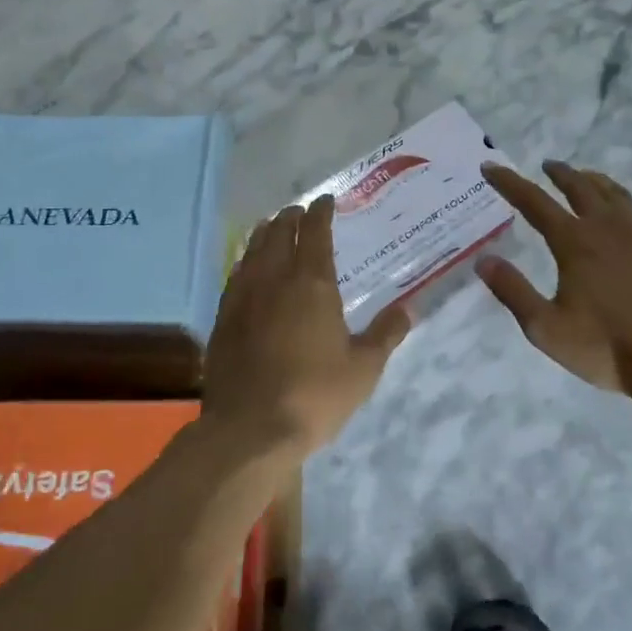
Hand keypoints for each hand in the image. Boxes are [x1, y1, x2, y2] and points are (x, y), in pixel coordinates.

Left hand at [203, 195, 410, 457]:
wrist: (250, 429)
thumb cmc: (315, 395)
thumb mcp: (364, 369)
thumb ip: (386, 334)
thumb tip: (408, 309)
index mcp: (312, 284)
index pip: (315, 233)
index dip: (321, 213)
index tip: (325, 201)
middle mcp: (274, 280)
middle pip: (280, 234)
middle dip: (290, 217)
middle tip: (299, 211)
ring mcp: (243, 298)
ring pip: (253, 251)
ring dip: (265, 234)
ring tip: (272, 227)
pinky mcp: (223, 319)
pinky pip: (235, 276)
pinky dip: (245, 261)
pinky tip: (247, 268)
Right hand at [477, 162, 631, 401]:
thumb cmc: (605, 348)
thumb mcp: (545, 328)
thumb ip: (513, 290)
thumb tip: (484, 260)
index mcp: (576, 242)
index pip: (534, 202)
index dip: (509, 182)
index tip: (491, 167)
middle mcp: (608, 229)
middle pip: (580, 187)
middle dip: (559, 173)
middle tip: (546, 165)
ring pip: (614, 194)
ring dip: (593, 181)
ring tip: (584, 178)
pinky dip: (619, 206)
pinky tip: (620, 221)